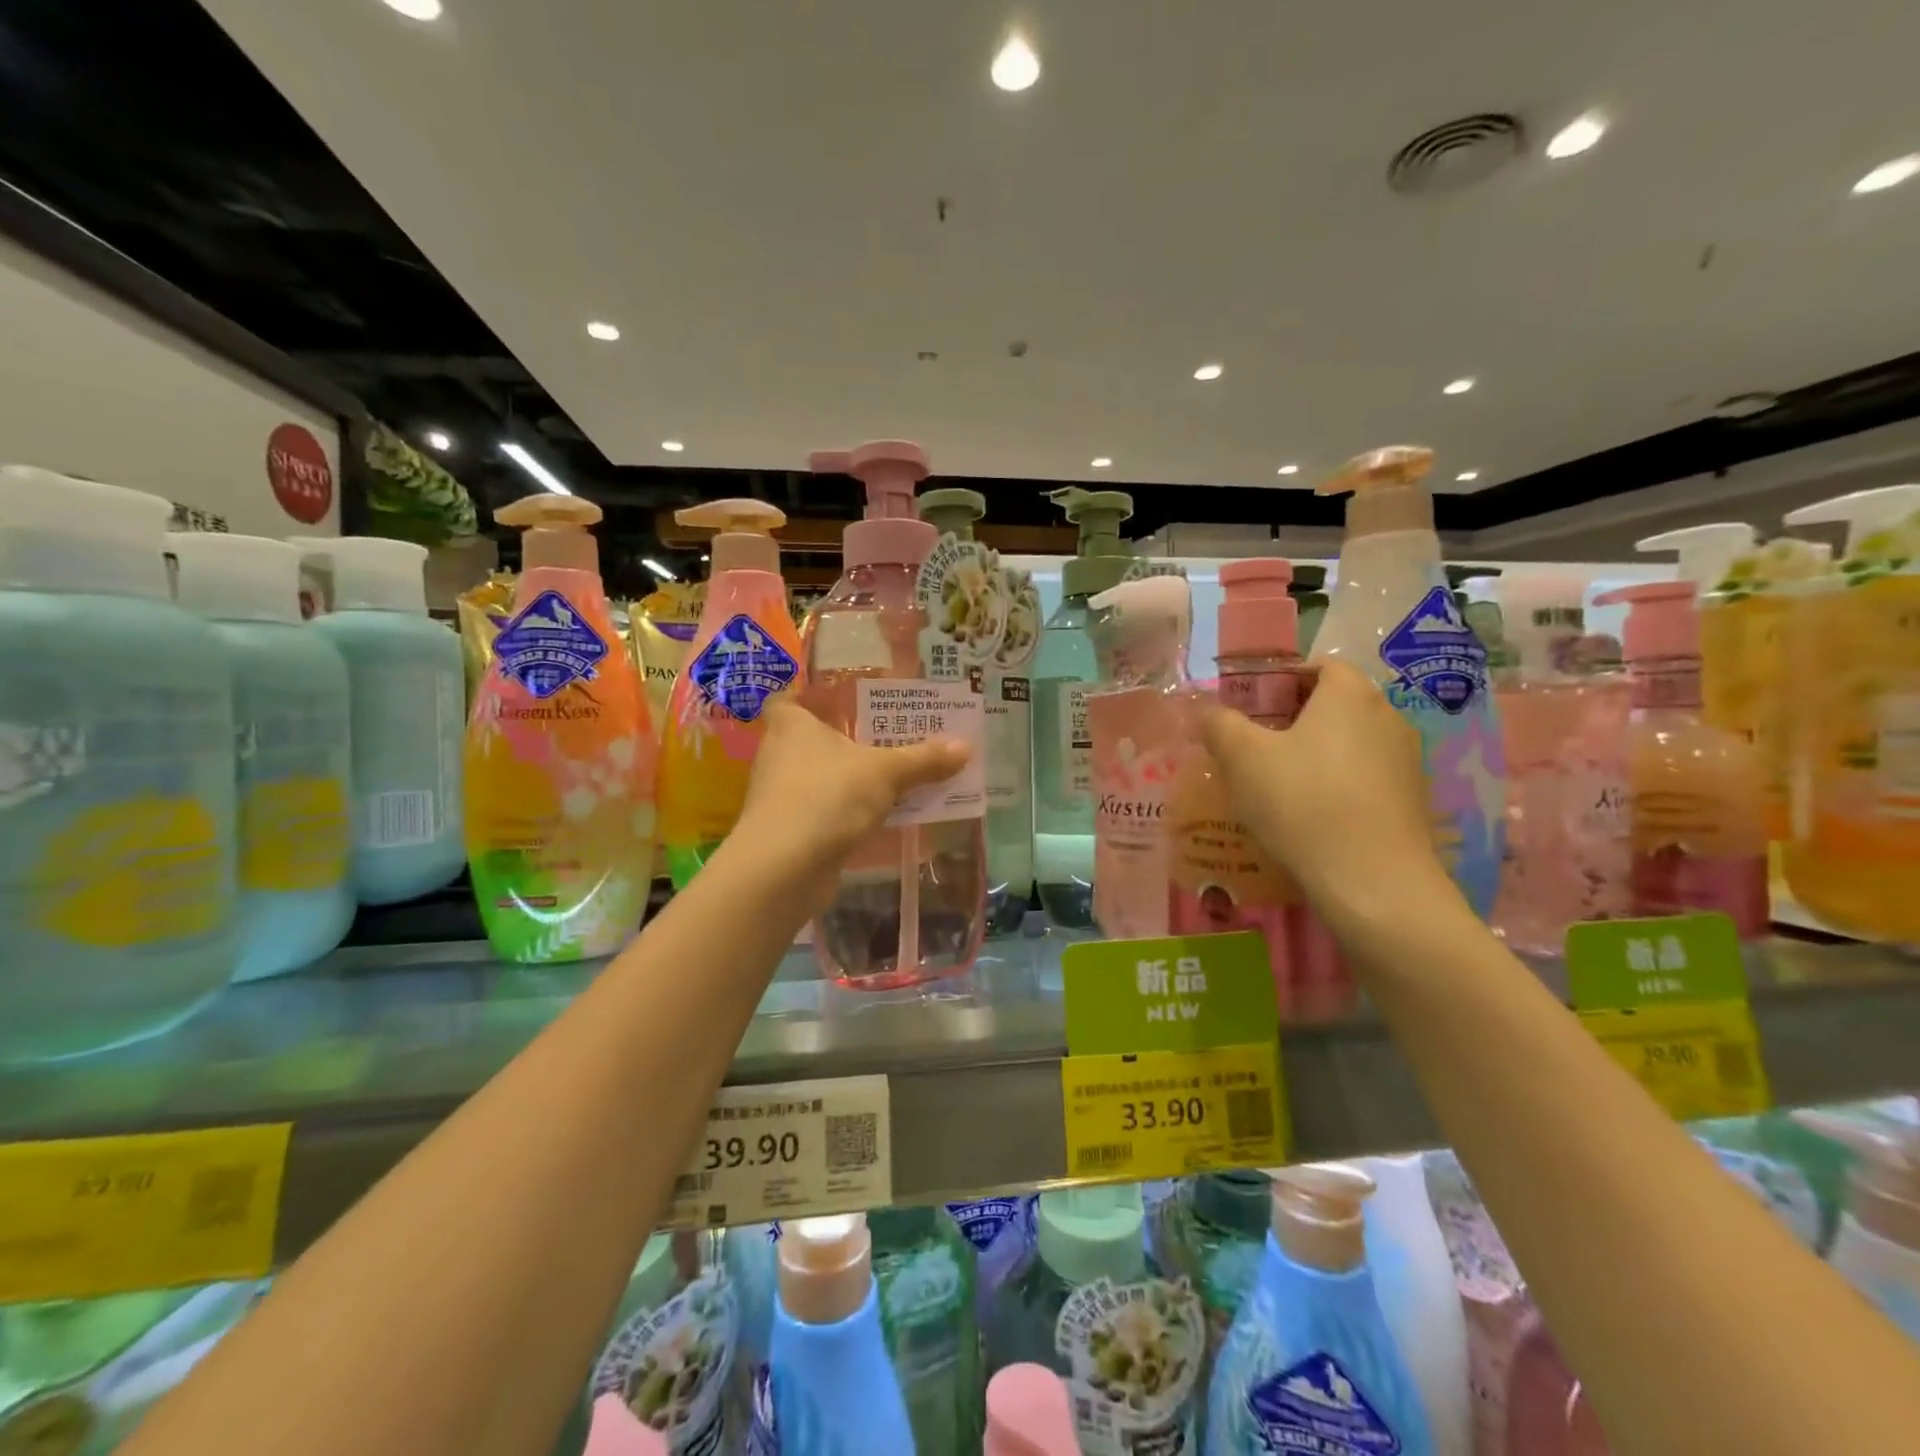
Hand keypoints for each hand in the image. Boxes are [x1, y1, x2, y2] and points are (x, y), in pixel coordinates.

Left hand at [738, 694, 971, 866]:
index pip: (789, 698)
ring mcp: (781, 795)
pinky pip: (824, 810)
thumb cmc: (828, 796)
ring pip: (820, 776)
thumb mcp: (886, 772)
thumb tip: (966, 747)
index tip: (842, 699)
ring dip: (849, 778)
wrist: (783, 868)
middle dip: (845, 738)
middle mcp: (778, 754)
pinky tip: (880, 815)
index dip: (810, 696)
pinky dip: (847, 811)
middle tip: (887, 733)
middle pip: (811, 738)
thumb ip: (924, 759)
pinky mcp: (789, 830)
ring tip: (893, 774)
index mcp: (791, 724)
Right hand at [1198, 659, 1451, 922]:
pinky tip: (1312, 815)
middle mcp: (1388, 716)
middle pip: (1335, 703)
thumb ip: (1219, 724)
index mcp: (1350, 694)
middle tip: (1254, 745)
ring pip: (1351, 742)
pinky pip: (1366, 776)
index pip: (1319, 665)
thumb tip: (1207, 711)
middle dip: (1294, 717)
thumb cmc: (1302, 803)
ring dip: (1316, 753)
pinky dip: (1339, 784)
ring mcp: (1407, 760)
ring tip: (1279, 784)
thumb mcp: (1241, 758)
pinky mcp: (1414, 800)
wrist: (1373, 883)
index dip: (1281, 679)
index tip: (1250, 706)